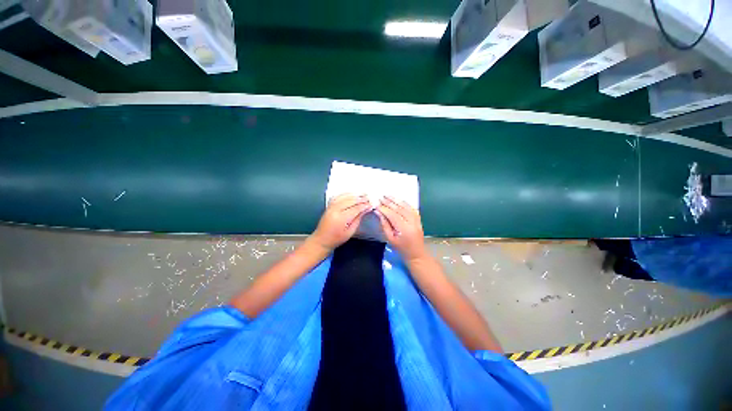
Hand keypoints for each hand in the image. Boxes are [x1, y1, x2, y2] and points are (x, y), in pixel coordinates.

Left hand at [311, 194, 371, 250]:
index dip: (364, 206)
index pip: (356, 208)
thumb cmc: (336, 239)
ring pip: (344, 197)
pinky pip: (338, 196)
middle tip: (369, 197)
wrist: (321, 240)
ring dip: (354, 195)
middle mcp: (335, 210)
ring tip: (363, 194)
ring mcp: (331, 207)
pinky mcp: (329, 206)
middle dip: (361, 199)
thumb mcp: (350, 232)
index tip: (371, 204)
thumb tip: (365, 210)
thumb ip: (358, 219)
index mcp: (341, 218)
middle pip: (350, 201)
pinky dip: (346, 194)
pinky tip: (352, 193)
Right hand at [375, 196, 426, 261]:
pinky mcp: (418, 220)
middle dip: (389, 203)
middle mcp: (412, 223)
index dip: (384, 209)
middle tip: (381, 197)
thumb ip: (385, 225)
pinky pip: (412, 208)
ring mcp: (416, 220)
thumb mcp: (390, 239)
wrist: (417, 255)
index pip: (393, 215)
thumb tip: (379, 213)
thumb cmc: (401, 250)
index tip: (376, 205)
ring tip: (388, 196)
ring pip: (406, 207)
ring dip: (396, 200)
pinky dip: (404, 203)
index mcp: (404, 229)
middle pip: (399, 209)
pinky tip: (398, 200)